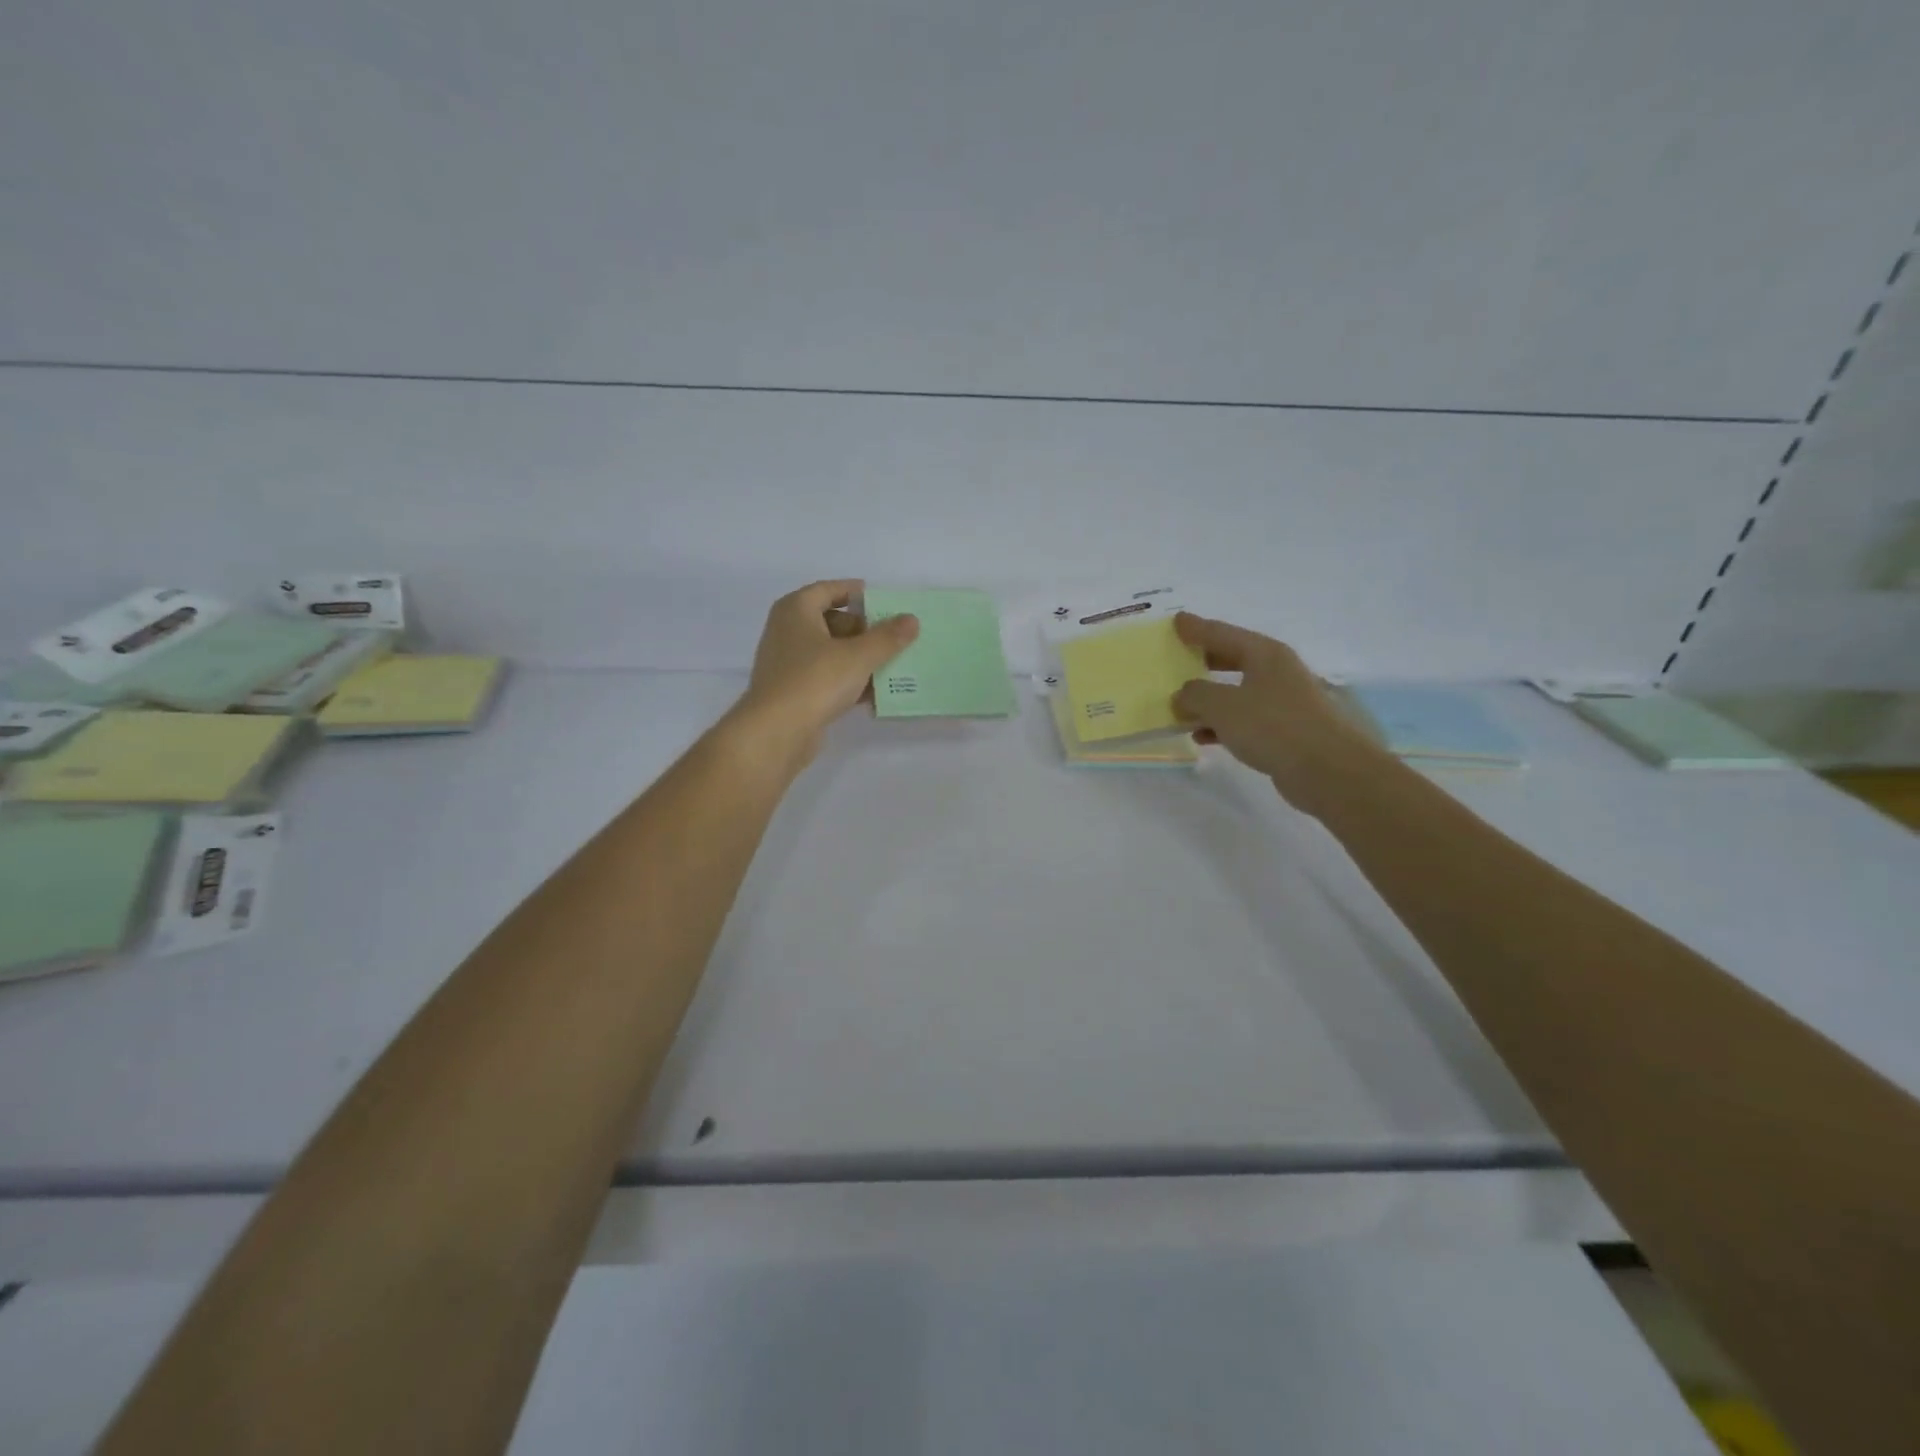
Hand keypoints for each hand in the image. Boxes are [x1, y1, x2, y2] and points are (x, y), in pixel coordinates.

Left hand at [728, 580, 919, 768]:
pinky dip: (848, 681)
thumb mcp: (859, 655)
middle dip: (864, 630)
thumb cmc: (816, 680)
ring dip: (859, 658)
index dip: (854, 592)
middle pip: (831, 621)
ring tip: (891, 665)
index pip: (828, 589)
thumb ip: (887, 637)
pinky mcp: (793, 692)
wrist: (777, 731)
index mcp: (796, 610)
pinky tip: (874, 694)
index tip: (882, 600)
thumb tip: (911, 620)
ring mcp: (788, 663)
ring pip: (830, 652)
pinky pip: (826, 678)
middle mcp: (787, 631)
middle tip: (892, 638)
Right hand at [1170, 612, 1380, 813]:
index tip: (1176, 620)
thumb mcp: (1222, 706)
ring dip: (1209, 699)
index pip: (1222, 633)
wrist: (1327, 770)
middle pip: (1232, 659)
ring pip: (1236, 692)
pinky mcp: (1285, 730)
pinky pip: (1244, 719)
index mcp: (1265, 654)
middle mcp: (1277, 671)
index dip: (1196, 628)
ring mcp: (1283, 701)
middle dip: (1203, 660)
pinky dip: (1221, 724)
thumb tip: (1183, 695)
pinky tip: (1202, 737)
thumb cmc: (1273, 726)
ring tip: (1180, 705)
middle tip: (1177, 658)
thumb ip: (1195, 695)